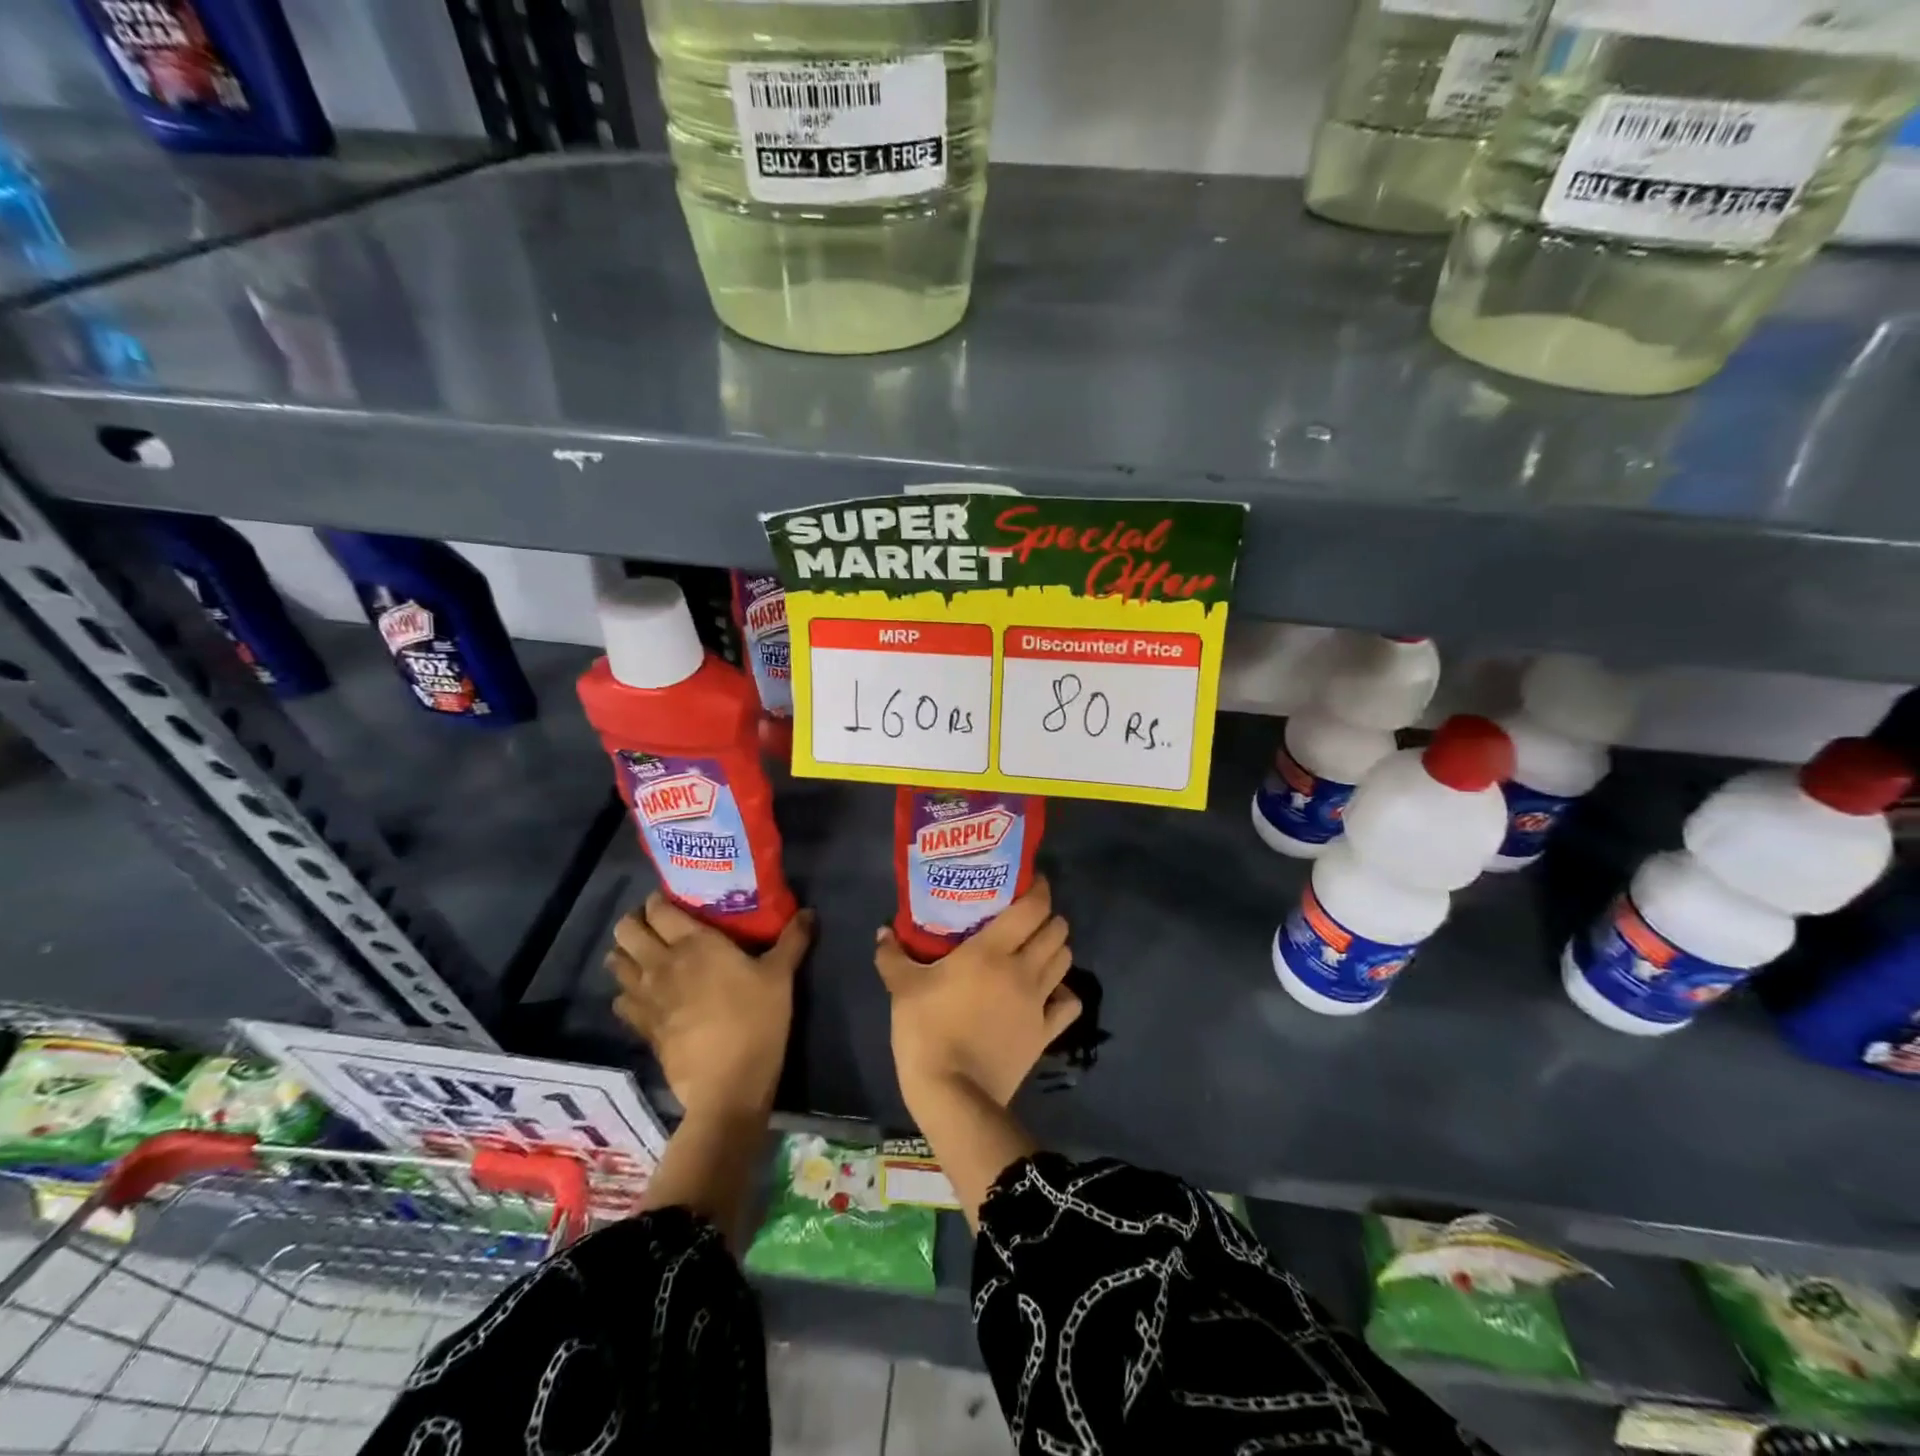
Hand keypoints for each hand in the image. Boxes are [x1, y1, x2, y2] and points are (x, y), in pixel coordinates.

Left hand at [609, 894, 812, 1117]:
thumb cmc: (756, 1019)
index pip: (659, 908)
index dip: (658, 900)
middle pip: (626, 931)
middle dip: (634, 922)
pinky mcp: (641, 1026)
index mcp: (694, 943)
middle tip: (655, 925)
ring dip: (625, 955)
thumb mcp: (781, 975)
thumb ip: (793, 939)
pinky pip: (619, 1000)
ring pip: (615, 964)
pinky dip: (626, 992)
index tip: (671, 900)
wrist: (728, 1083)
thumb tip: (810, 912)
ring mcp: (647, 996)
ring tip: (645, 956)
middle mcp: (662, 963)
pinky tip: (643, 996)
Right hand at [875, 878, 1080, 1116]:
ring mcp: (1038, 1002)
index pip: (1032, 907)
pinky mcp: (1045, 1033)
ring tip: (1039, 949)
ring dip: (1057, 949)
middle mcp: (1023, 969)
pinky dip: (1065, 992)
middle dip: (1048, 918)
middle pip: (1057, 930)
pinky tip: (1049, 992)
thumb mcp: (902, 989)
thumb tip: (882, 932)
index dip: (1038, 889)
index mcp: (992, 950)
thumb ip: (892, 956)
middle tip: (1029, 917)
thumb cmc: (926, 1031)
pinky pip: (1069, 1003)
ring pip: (1065, 961)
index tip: (1031, 882)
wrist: (952, 1094)